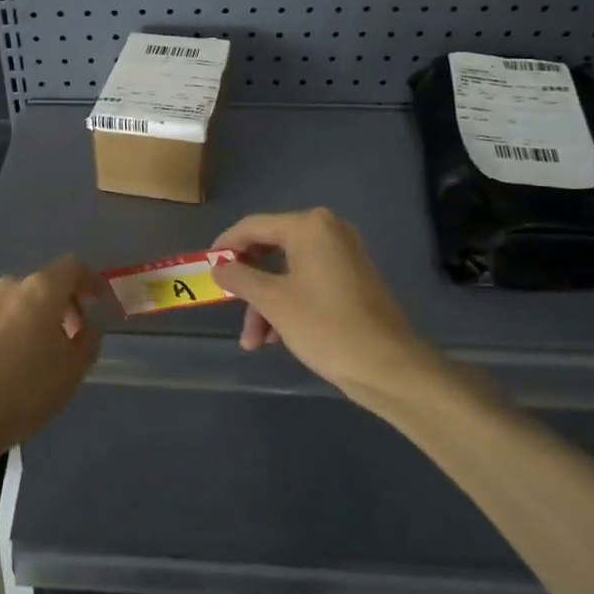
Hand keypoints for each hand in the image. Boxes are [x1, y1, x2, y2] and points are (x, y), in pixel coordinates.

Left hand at [0, 256, 105, 464]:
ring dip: (34, 318)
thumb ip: (88, 340)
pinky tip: (7, 362)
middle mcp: (9, 287)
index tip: (99, 302)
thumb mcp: (73, 371)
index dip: (90, 281)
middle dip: (62, 305)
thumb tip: (87, 326)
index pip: (73, 267)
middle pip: (44, 284)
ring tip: (38, 353)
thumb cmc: (24, 391)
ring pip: (18, 302)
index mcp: (41, 290)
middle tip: (72, 336)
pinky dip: (9, 329)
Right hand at [211, 208, 443, 405]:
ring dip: (265, 303)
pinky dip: (287, 304)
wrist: (388, 367)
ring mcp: (342, 255)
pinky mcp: (351, 279)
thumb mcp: (273, 302)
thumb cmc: (325, 326)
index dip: (225, 246)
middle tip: (228, 306)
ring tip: (253, 341)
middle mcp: (328, 231)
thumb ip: (239, 278)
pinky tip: (275, 338)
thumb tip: (217, 266)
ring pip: (286, 272)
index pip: (253, 226)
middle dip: (248, 284)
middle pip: (270, 249)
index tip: (206, 268)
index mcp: (309, 226)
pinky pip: (307, 282)